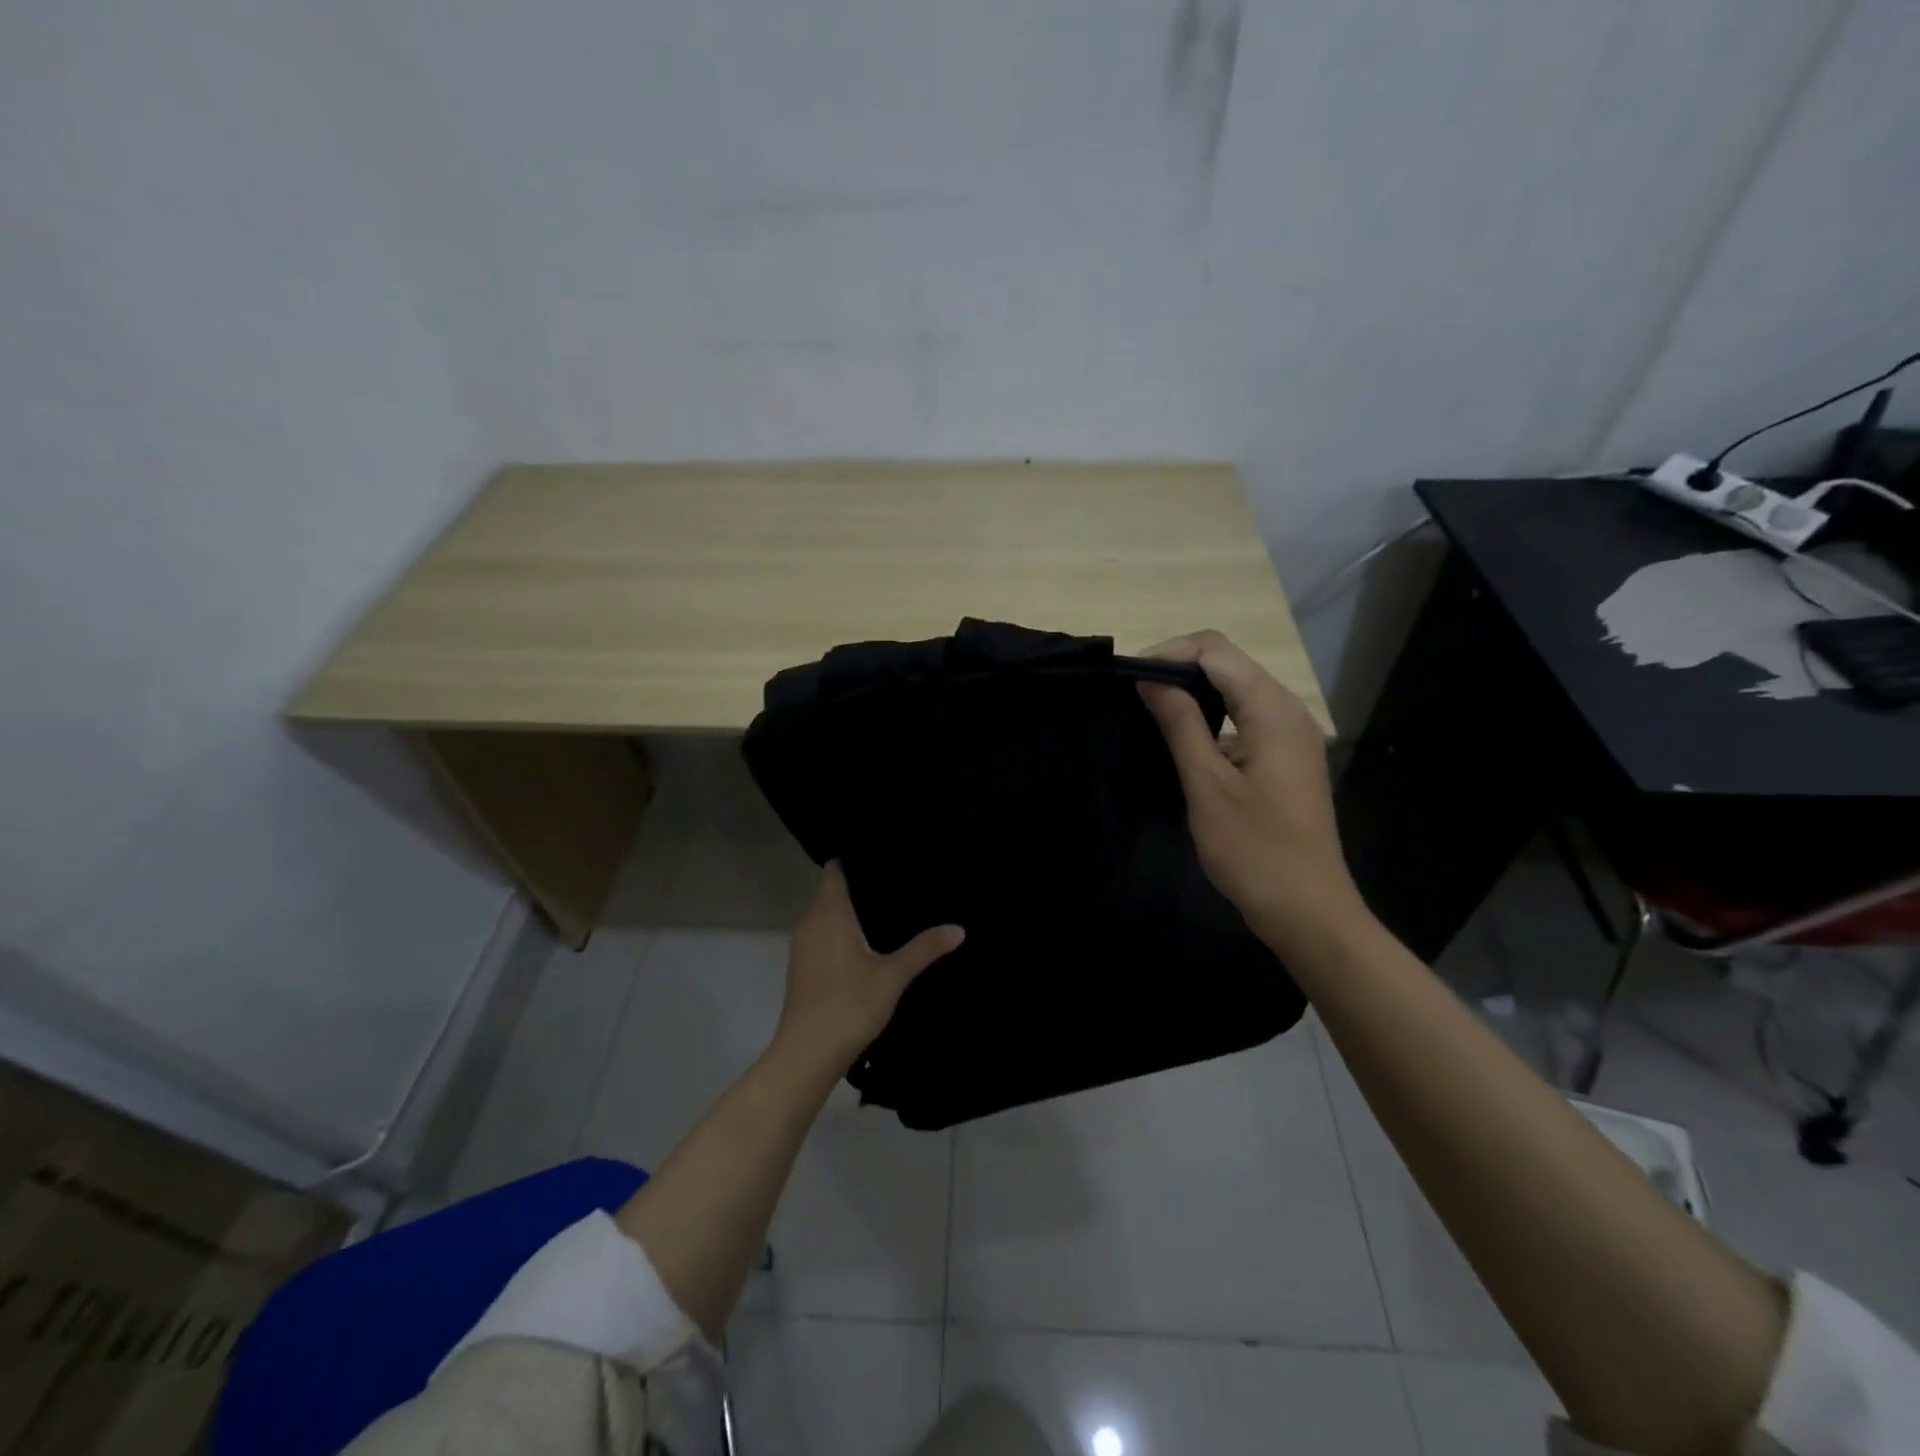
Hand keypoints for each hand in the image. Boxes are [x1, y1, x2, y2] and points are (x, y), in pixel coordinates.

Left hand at [777, 862, 964, 1068]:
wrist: (807, 1054)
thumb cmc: (849, 1003)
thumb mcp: (894, 975)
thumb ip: (924, 948)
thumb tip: (958, 928)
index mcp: (828, 913)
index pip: (835, 871)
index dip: (855, 860)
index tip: (882, 856)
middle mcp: (810, 923)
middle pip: (832, 893)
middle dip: (860, 888)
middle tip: (897, 882)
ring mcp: (802, 948)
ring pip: (826, 918)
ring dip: (850, 914)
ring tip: (888, 911)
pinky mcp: (802, 970)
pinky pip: (823, 939)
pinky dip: (842, 936)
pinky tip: (868, 947)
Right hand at [1138, 630, 1367, 951]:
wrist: (1307, 910)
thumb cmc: (1254, 849)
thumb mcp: (1207, 784)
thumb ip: (1180, 724)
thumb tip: (1151, 678)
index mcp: (1272, 709)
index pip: (1215, 651)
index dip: (1169, 653)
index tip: (1129, 679)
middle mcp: (1288, 710)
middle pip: (1228, 663)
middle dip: (1179, 668)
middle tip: (1134, 694)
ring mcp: (1292, 734)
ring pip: (1237, 688)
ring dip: (1194, 691)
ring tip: (1151, 711)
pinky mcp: (1287, 756)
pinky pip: (1246, 717)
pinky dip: (1213, 716)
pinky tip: (1185, 739)